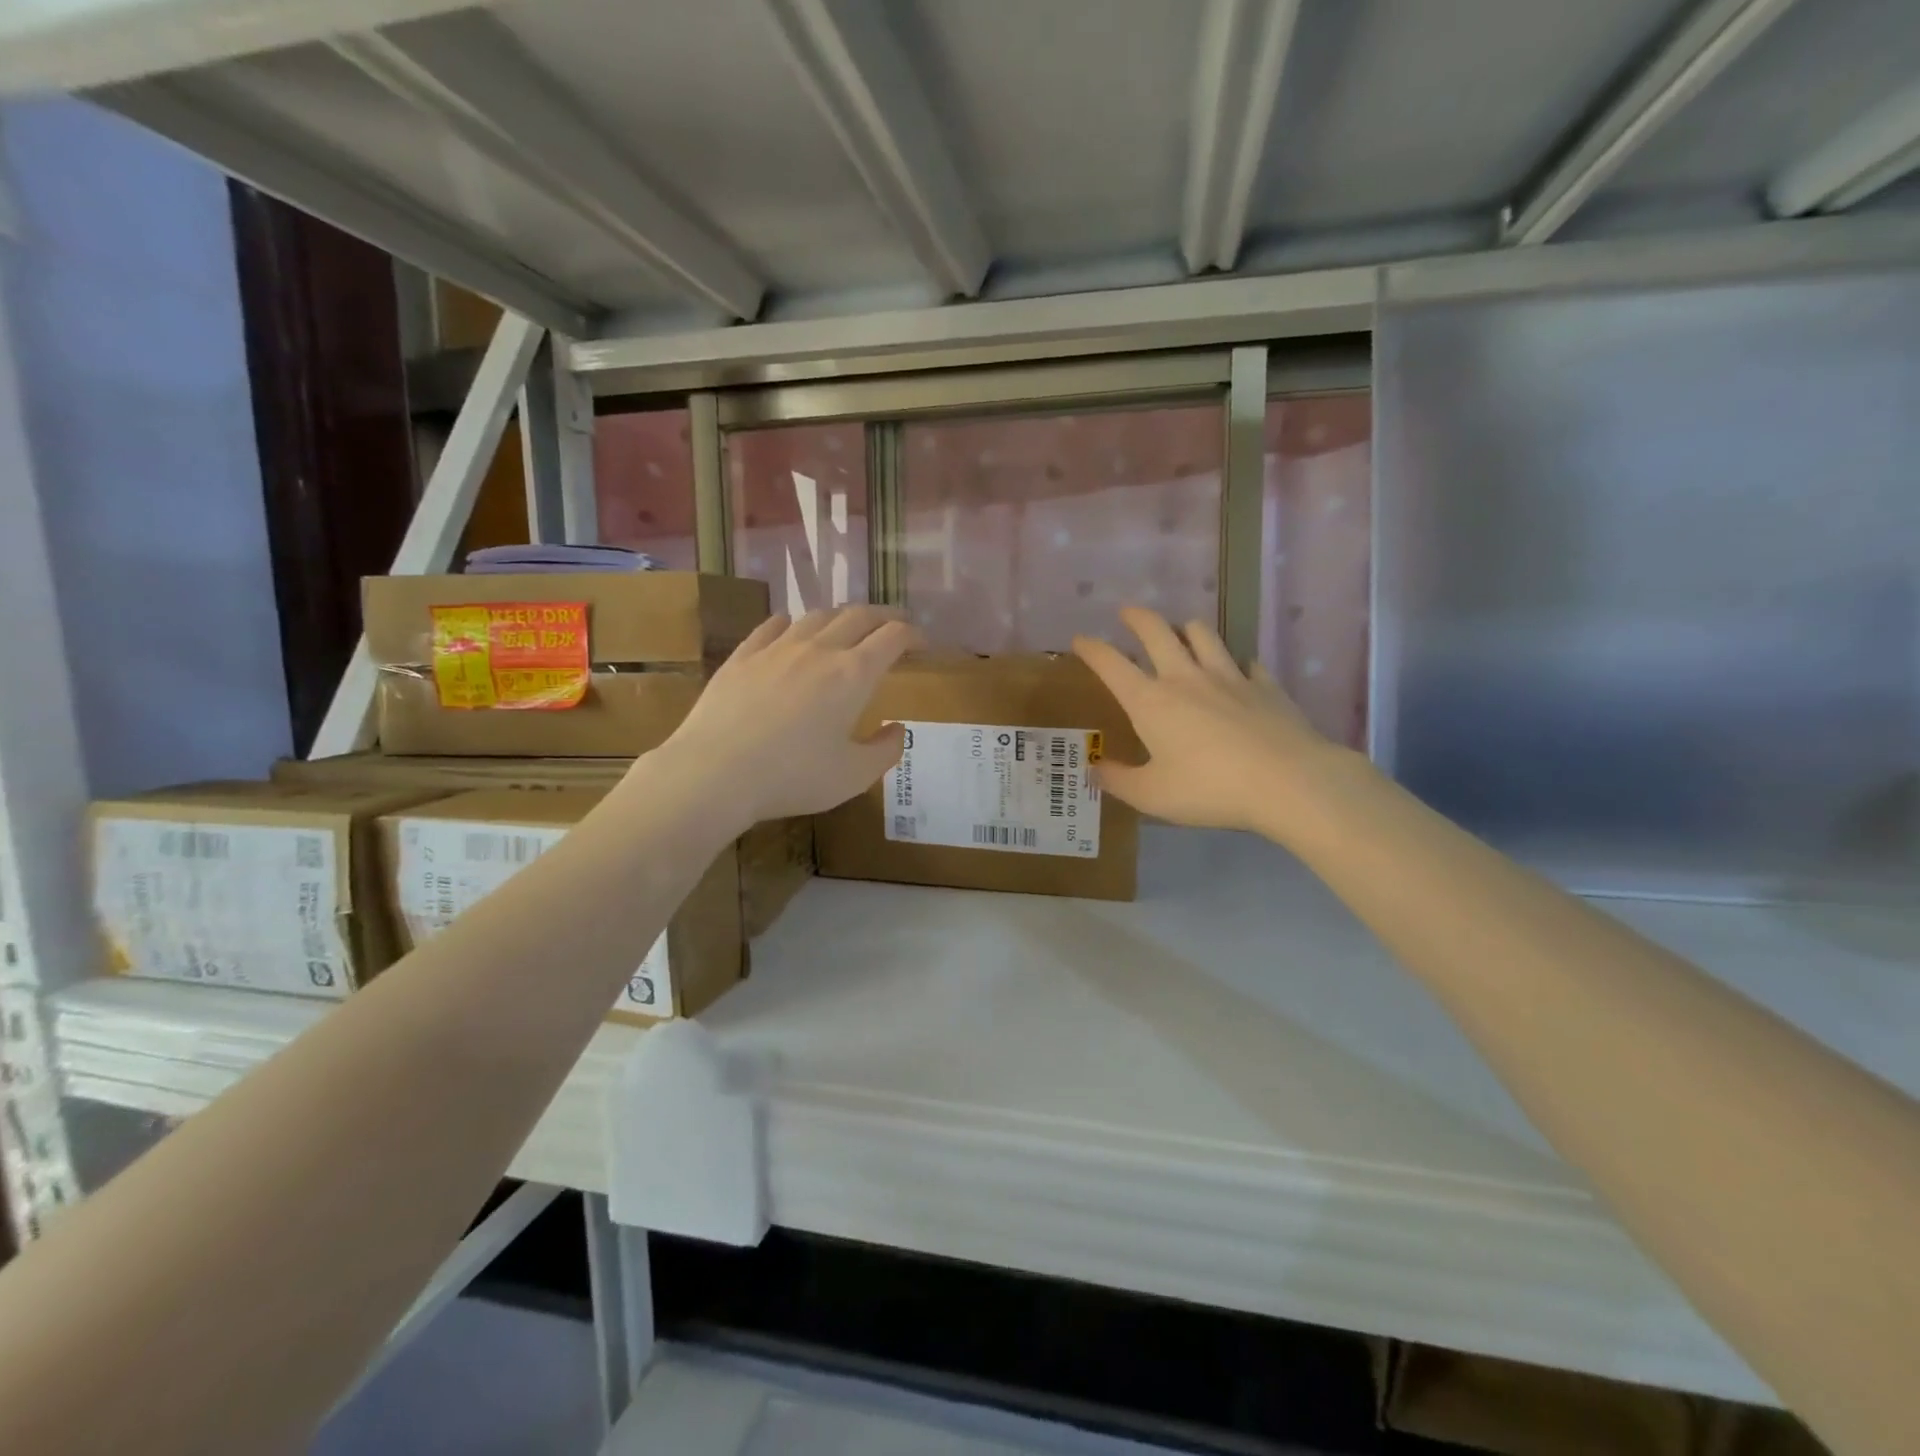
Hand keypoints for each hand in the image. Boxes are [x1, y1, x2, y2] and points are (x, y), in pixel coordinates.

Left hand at [656, 605, 921, 825]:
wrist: (715, 772)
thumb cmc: (793, 777)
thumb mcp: (854, 776)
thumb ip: (885, 750)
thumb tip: (897, 729)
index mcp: (853, 674)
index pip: (893, 637)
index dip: (914, 635)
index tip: (922, 644)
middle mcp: (819, 650)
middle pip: (859, 616)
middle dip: (884, 617)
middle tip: (894, 626)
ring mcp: (777, 648)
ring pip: (817, 615)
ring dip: (841, 617)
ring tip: (847, 629)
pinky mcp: (743, 656)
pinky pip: (773, 626)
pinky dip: (793, 623)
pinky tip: (791, 628)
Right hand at [1072, 608, 1346, 834]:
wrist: (1289, 782)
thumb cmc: (1209, 789)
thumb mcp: (1151, 796)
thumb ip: (1118, 780)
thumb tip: (1094, 768)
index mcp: (1150, 702)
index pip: (1111, 664)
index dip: (1091, 649)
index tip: (1079, 639)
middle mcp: (1186, 678)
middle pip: (1157, 632)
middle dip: (1137, 618)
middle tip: (1127, 613)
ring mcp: (1229, 677)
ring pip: (1203, 634)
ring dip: (1186, 629)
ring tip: (1182, 632)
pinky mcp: (1265, 686)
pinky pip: (1246, 663)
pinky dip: (1236, 663)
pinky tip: (1238, 672)